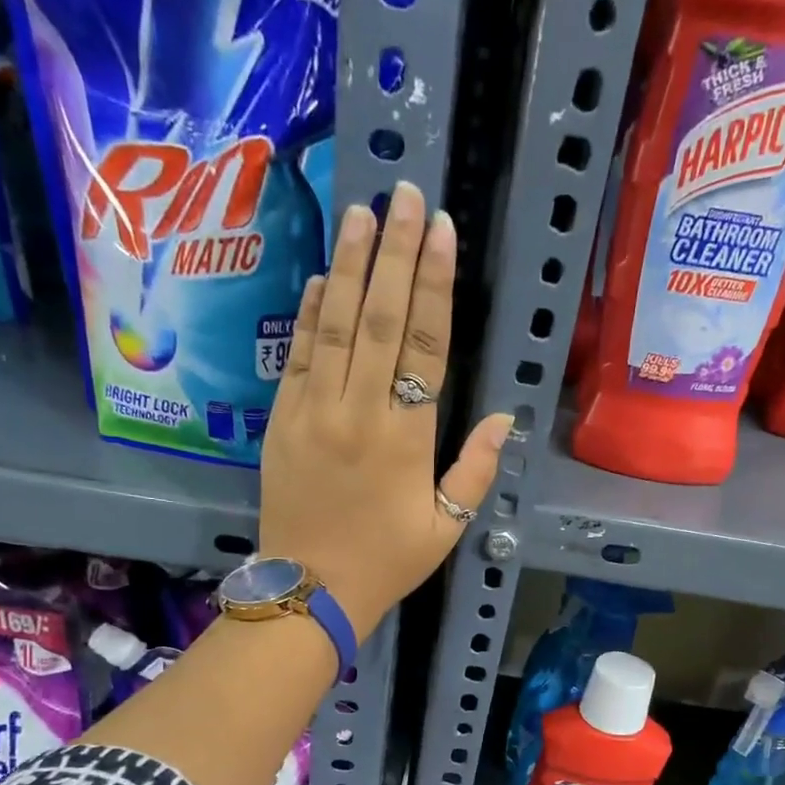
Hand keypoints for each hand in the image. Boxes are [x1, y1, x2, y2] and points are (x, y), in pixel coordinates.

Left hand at [258, 181, 514, 640]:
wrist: (309, 590)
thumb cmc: (386, 562)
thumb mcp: (447, 528)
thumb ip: (475, 470)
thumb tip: (503, 417)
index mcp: (406, 438)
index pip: (424, 344)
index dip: (434, 284)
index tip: (440, 231)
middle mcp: (359, 411)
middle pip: (378, 318)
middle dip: (394, 252)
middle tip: (404, 194)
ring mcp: (313, 411)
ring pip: (333, 325)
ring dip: (348, 265)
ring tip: (362, 213)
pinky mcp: (282, 421)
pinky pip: (298, 357)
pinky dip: (309, 314)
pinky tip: (319, 278)